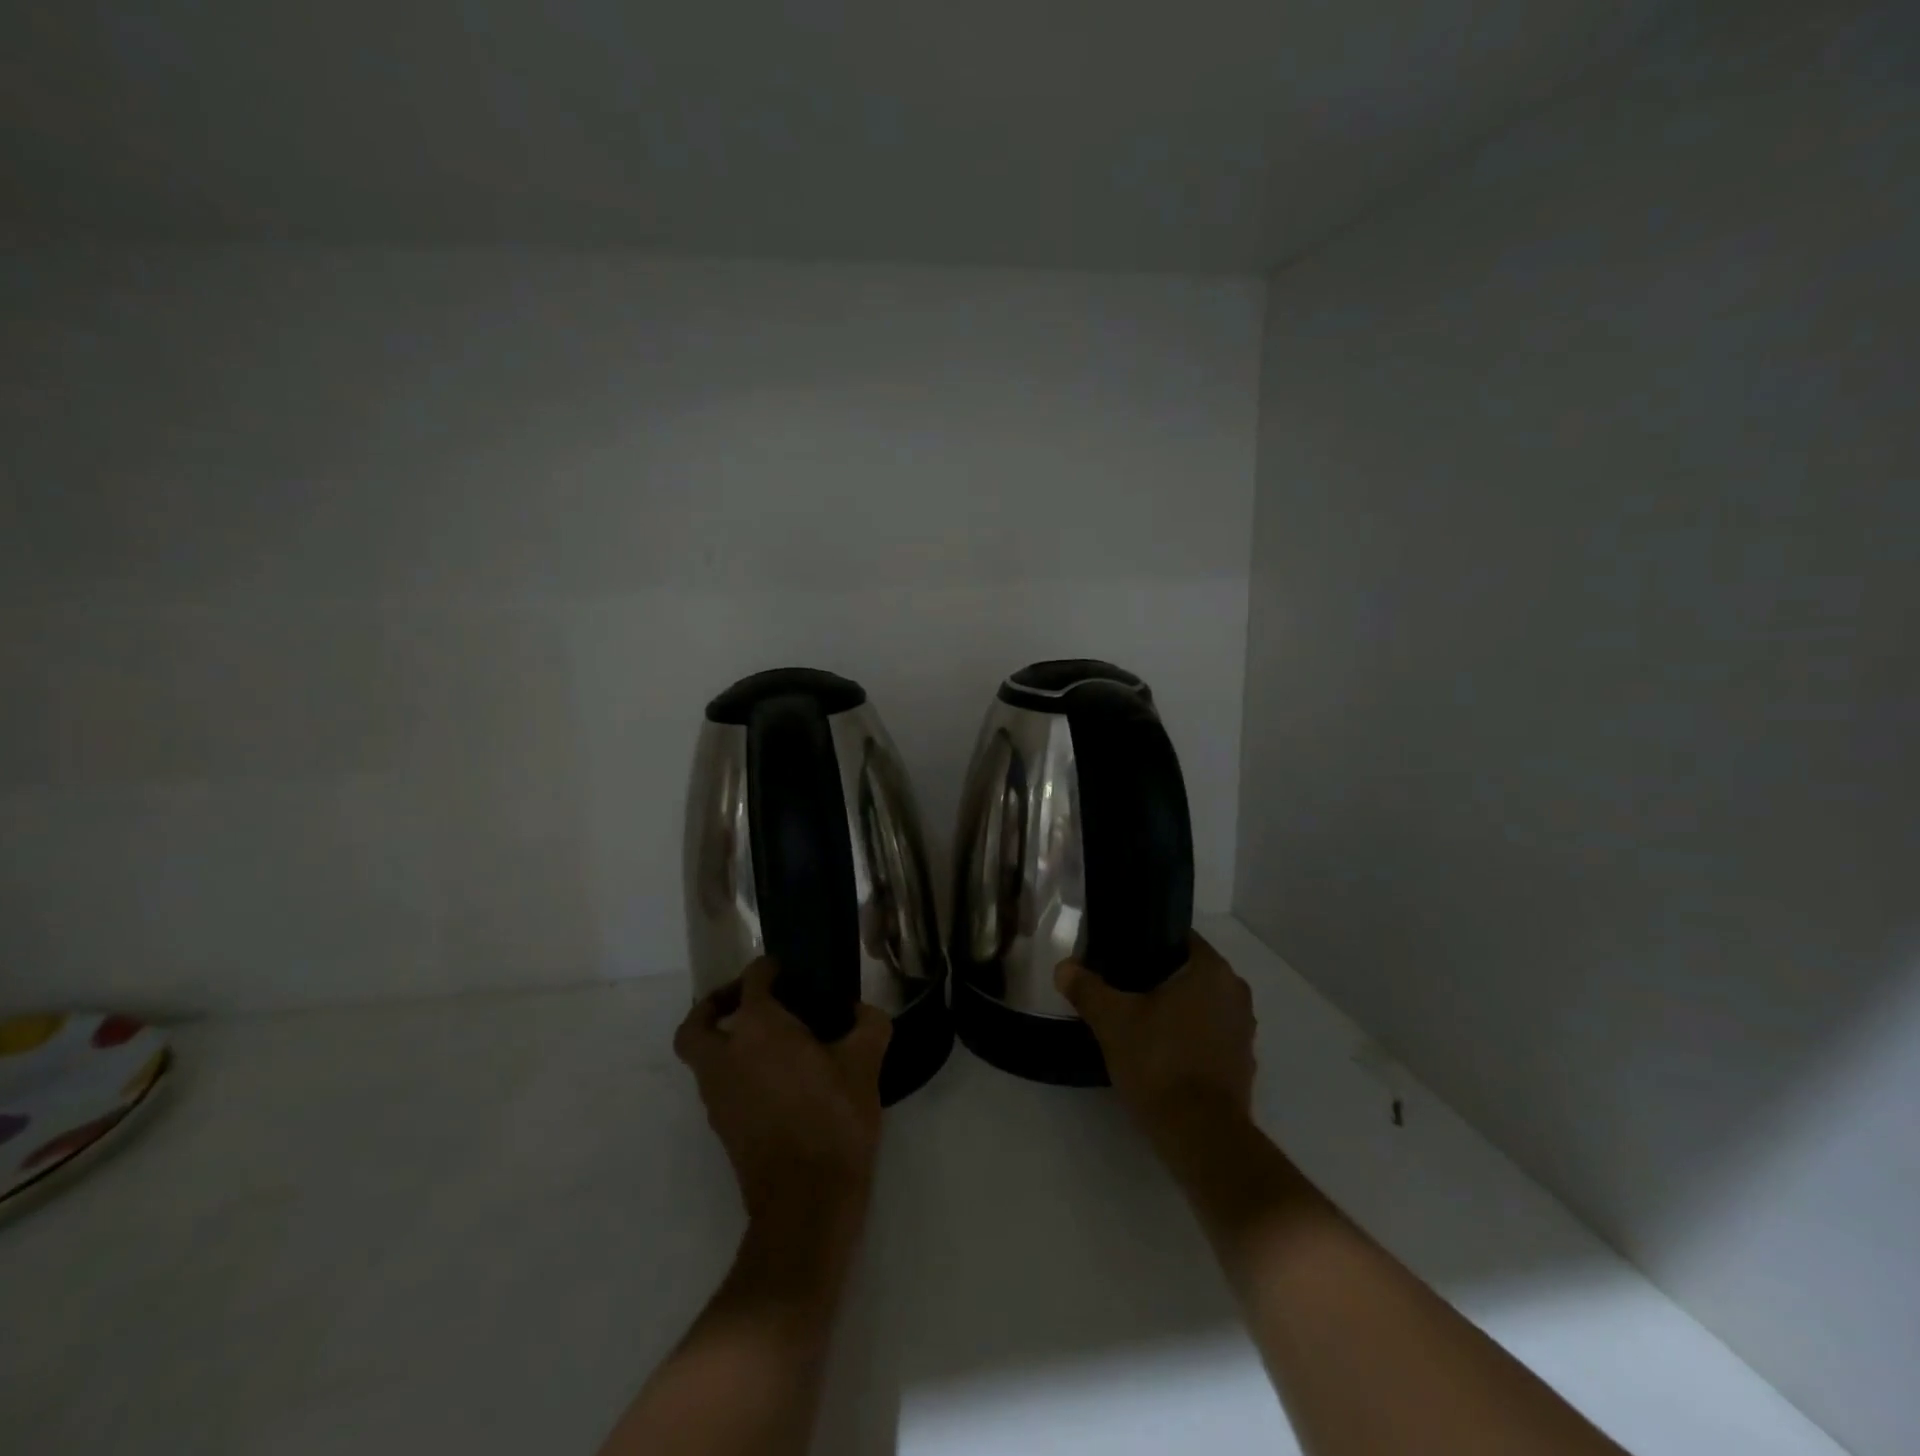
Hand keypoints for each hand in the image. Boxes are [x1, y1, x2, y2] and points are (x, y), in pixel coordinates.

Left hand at [675, 959, 891, 1220]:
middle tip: (749, 1001)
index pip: (753, 981)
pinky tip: (777, 1079)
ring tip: (771, 1042)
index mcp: (758, 1028)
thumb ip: (868, 1025)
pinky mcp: (722, 1128)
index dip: (769, 969)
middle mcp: (725, 1056)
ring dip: (725, 1041)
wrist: (806, 1202)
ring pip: (703, 1057)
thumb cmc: (833, 1119)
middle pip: (698, 1023)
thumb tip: (862, 1013)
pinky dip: (736, 1072)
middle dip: (717, 1005)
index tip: (788, 970)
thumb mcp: (865, 1063)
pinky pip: (719, 1085)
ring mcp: (717, 1096)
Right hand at [1055, 931, 1256, 1145]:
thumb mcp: (1112, 1021)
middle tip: (1120, 986)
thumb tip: (1064, 968)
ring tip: (1136, 1018)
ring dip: (1175, 1008)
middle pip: (1189, 971)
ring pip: (1201, 1003)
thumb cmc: (1160, 1062)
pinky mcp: (1242, 1063)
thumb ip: (1087, 989)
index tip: (1120, 954)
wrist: (1201, 1136)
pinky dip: (1188, 1036)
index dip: (1148, 941)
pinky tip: (1160, 1050)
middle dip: (1158, 976)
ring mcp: (1243, 1030)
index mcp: (1212, 970)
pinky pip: (1210, 1034)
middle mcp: (1235, 992)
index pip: (1179, 937)